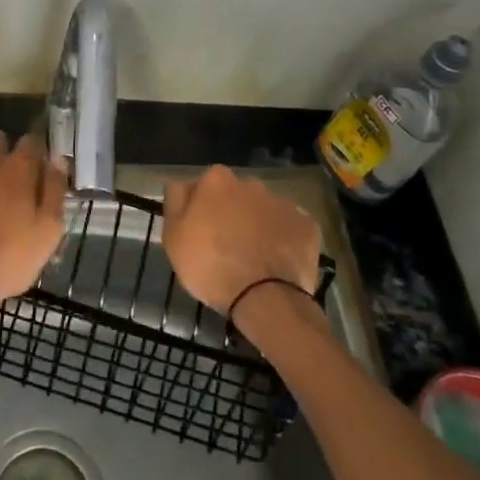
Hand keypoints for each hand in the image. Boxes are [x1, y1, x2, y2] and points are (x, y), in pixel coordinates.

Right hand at [162, 165, 320, 317]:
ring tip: (253, 258)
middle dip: (230, 213)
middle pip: (235, 196)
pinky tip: (276, 262)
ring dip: (257, 225)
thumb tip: (182, 186)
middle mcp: (251, 183)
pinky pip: (289, 229)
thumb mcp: (173, 236)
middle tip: (225, 246)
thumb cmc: (210, 265)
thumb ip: (175, 202)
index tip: (198, 233)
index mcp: (217, 180)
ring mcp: (283, 203)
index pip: (201, 187)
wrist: (264, 299)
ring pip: (263, 211)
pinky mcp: (307, 226)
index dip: (198, 210)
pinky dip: (283, 240)